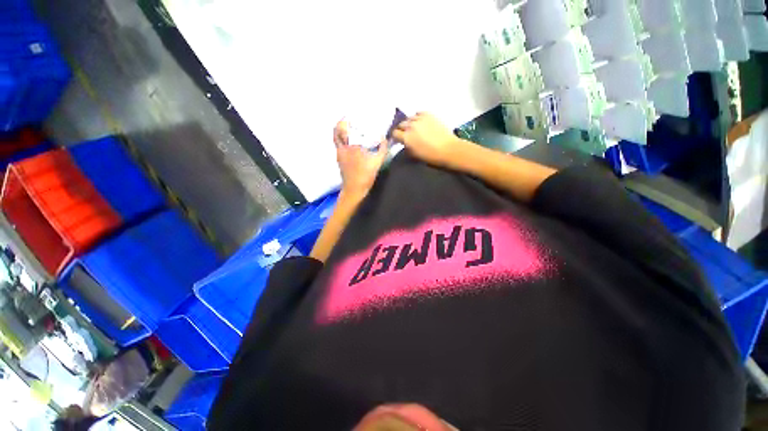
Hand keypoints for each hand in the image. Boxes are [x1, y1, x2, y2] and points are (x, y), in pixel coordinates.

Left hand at [334, 120, 388, 199]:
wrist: (354, 190)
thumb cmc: (365, 175)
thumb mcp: (377, 162)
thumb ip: (382, 148)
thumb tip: (385, 138)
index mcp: (350, 146)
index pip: (343, 128)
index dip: (344, 120)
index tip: (350, 115)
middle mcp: (342, 148)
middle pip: (335, 132)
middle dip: (340, 124)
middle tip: (348, 120)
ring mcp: (339, 154)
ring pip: (336, 139)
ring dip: (340, 132)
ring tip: (349, 129)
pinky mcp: (339, 160)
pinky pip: (338, 146)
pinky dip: (342, 140)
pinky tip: (350, 142)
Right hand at [392, 113, 466, 167]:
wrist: (448, 149)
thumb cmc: (430, 156)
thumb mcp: (414, 155)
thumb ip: (406, 147)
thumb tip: (404, 143)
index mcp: (406, 138)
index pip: (394, 133)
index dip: (395, 137)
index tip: (397, 139)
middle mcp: (411, 126)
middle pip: (401, 124)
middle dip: (401, 129)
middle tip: (405, 133)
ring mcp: (420, 119)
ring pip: (409, 118)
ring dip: (409, 123)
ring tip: (413, 127)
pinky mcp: (429, 114)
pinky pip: (418, 113)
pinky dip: (417, 117)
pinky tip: (420, 122)